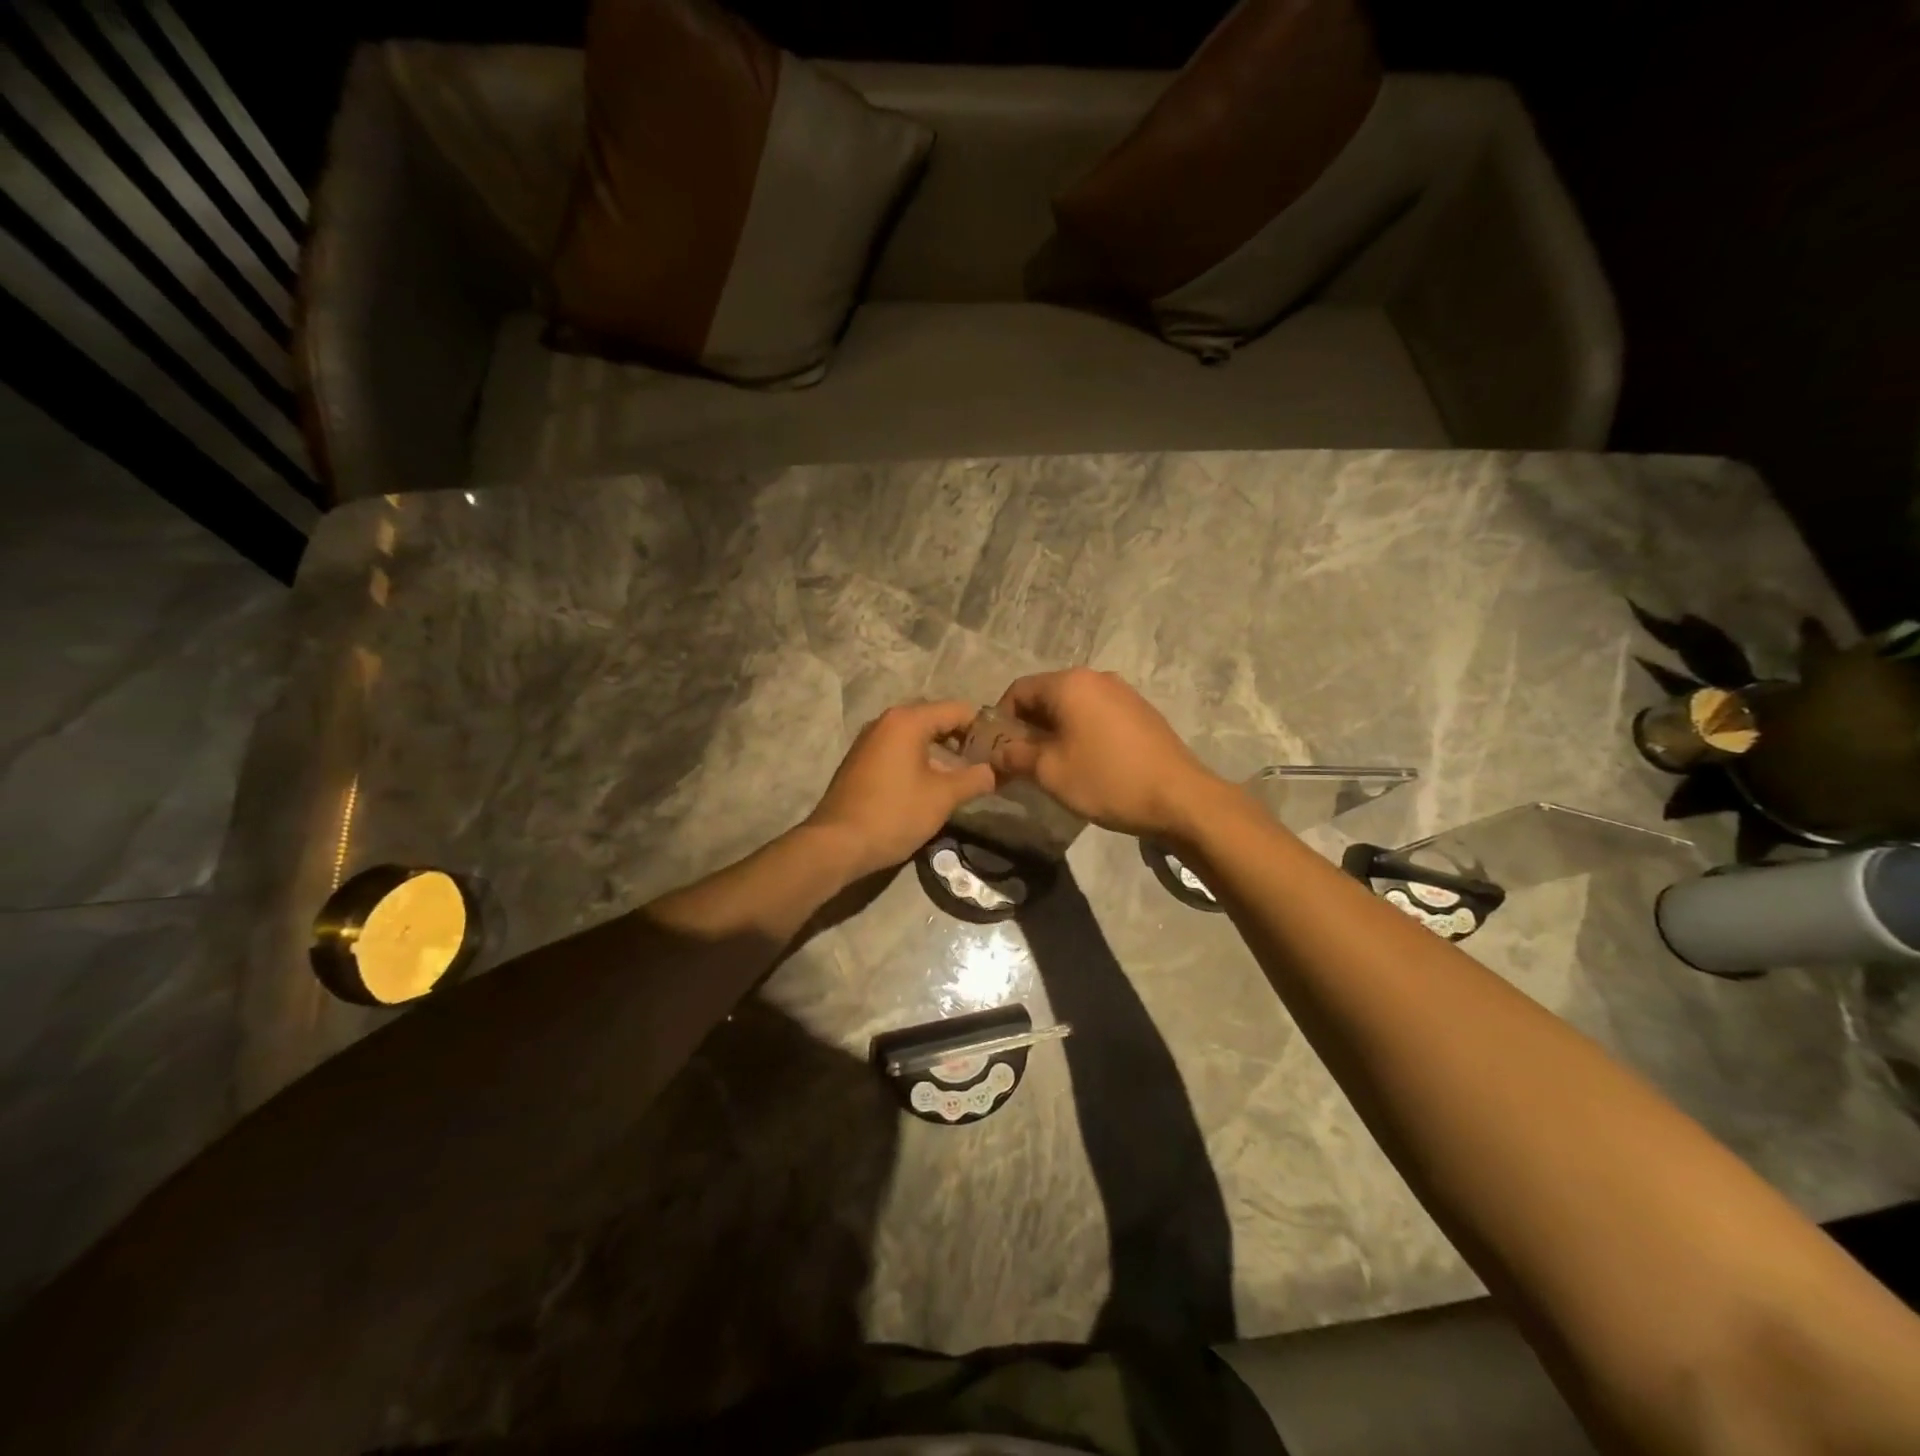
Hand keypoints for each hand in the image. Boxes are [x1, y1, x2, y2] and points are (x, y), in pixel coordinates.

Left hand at [803, 700, 997, 880]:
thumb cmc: (894, 814)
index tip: (1001, 749)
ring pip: (915, 735)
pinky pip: (898, 749)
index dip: (983, 727)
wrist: (837, 844)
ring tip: (963, 775)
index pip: (957, 710)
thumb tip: (996, 771)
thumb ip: (975, 779)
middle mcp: (886, 721)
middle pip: (935, 719)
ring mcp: (869, 740)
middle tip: (986, 761)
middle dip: (962, 738)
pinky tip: (931, 783)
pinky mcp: (860, 761)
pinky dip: (919, 759)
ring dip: (941, 750)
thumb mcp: (943, 797)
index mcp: (907, 720)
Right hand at [988, 668, 1225, 840]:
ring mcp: (1123, 693)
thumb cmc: (1106, 779)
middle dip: (1028, 727)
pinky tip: (1088, 764)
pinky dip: (1082, 733)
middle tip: (1022, 763)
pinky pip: (1097, 716)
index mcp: (1069, 684)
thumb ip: (1014, 756)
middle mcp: (1096, 678)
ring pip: (1073, 707)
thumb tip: (995, 753)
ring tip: (1054, 766)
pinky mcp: (1141, 712)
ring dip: (1055, 732)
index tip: (997, 752)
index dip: (1000, 720)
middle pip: (1046, 696)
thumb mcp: (1049, 771)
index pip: (1018, 690)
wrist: (1180, 798)